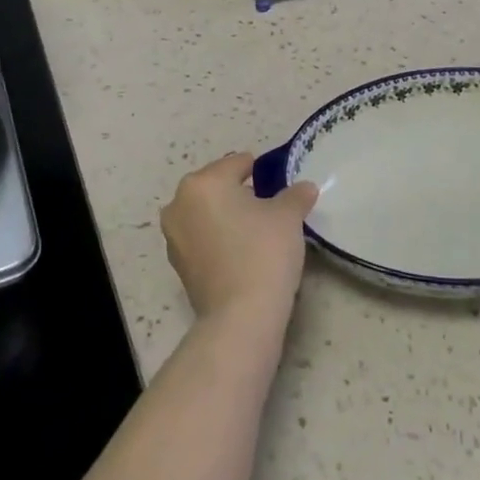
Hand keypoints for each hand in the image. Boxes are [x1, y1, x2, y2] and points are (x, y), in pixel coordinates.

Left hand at [161, 153, 318, 327]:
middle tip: (268, 205)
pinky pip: (202, 239)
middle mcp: (180, 204)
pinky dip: (219, 239)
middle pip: (216, 187)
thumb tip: (305, 187)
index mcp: (203, 183)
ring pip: (206, 213)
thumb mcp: (288, 217)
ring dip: (227, 216)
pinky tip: (242, 252)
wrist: (241, 316)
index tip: (276, 180)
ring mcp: (174, 237)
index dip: (258, 169)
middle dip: (239, 192)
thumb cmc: (263, 252)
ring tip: (256, 230)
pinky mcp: (178, 265)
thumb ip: (296, 195)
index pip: (236, 163)